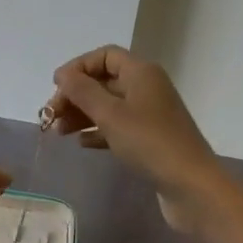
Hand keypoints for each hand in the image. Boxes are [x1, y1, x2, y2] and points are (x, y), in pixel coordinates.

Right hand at [45, 45, 234, 228]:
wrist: (191, 186)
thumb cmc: (149, 143)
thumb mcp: (110, 115)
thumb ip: (83, 92)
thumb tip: (63, 75)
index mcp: (142, 73)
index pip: (105, 56)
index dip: (78, 67)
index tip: (56, 87)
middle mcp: (147, 88)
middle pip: (104, 81)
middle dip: (76, 95)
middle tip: (51, 116)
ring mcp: (150, 114)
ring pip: (109, 105)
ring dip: (83, 114)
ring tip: (59, 132)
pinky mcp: (150, 139)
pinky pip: (118, 127)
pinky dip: (98, 131)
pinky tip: (82, 143)